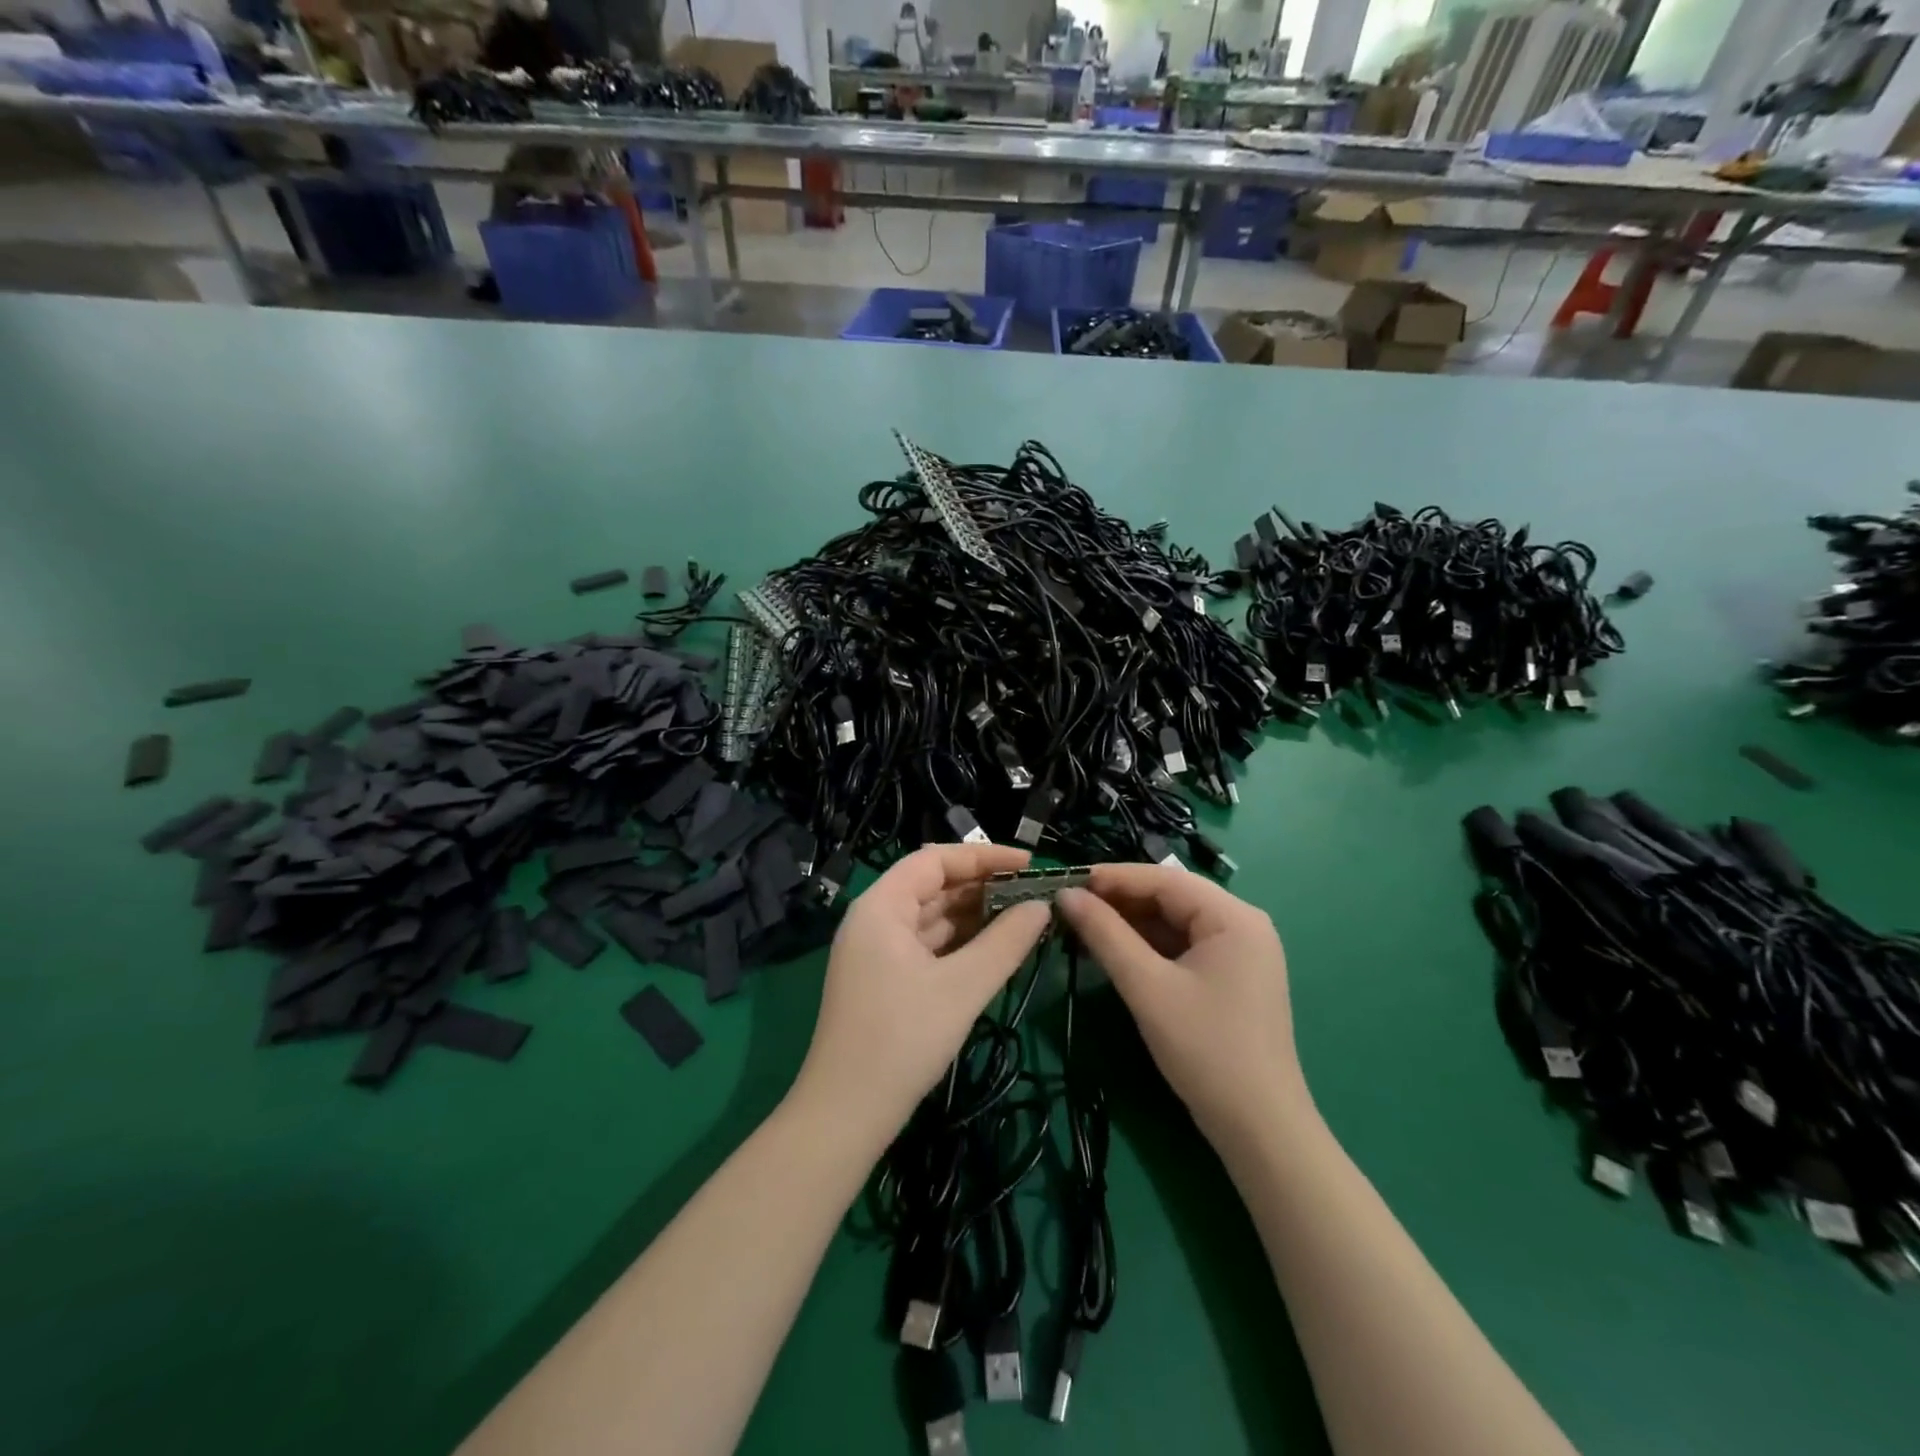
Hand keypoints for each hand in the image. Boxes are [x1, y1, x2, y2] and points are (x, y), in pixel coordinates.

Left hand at [790, 843, 1051, 1144]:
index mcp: (881, 906)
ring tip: (1024, 918)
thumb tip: (1042, 907)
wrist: (845, 1114)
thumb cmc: (902, 1039)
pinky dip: (960, 943)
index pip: (935, 860)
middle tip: (1033, 894)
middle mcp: (875, 919)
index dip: (984, 856)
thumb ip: (1006, 942)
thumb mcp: (962, 988)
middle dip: (983, 887)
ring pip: (932, 918)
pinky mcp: (884, 980)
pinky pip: (927, 946)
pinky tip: (994, 949)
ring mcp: (877, 951)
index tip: (1030, 864)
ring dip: (975, 916)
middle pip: (933, 886)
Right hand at [1058, 864, 1307, 1149]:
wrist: (1260, 1128)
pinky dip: (1148, 946)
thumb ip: (1105, 934)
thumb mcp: (1147, 987)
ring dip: (1131, 923)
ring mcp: (1240, 952)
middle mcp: (1243, 924)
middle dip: (1121, 900)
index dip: (1114, 878)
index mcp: (1234, 917)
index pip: (1165, 879)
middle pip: (1171, 897)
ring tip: (1084, 926)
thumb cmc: (1205, 1049)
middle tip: (1071, 906)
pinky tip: (1114, 951)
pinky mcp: (1232, 977)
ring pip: (1175, 922)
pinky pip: (1183, 946)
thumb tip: (1066, 894)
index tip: (1069, 882)